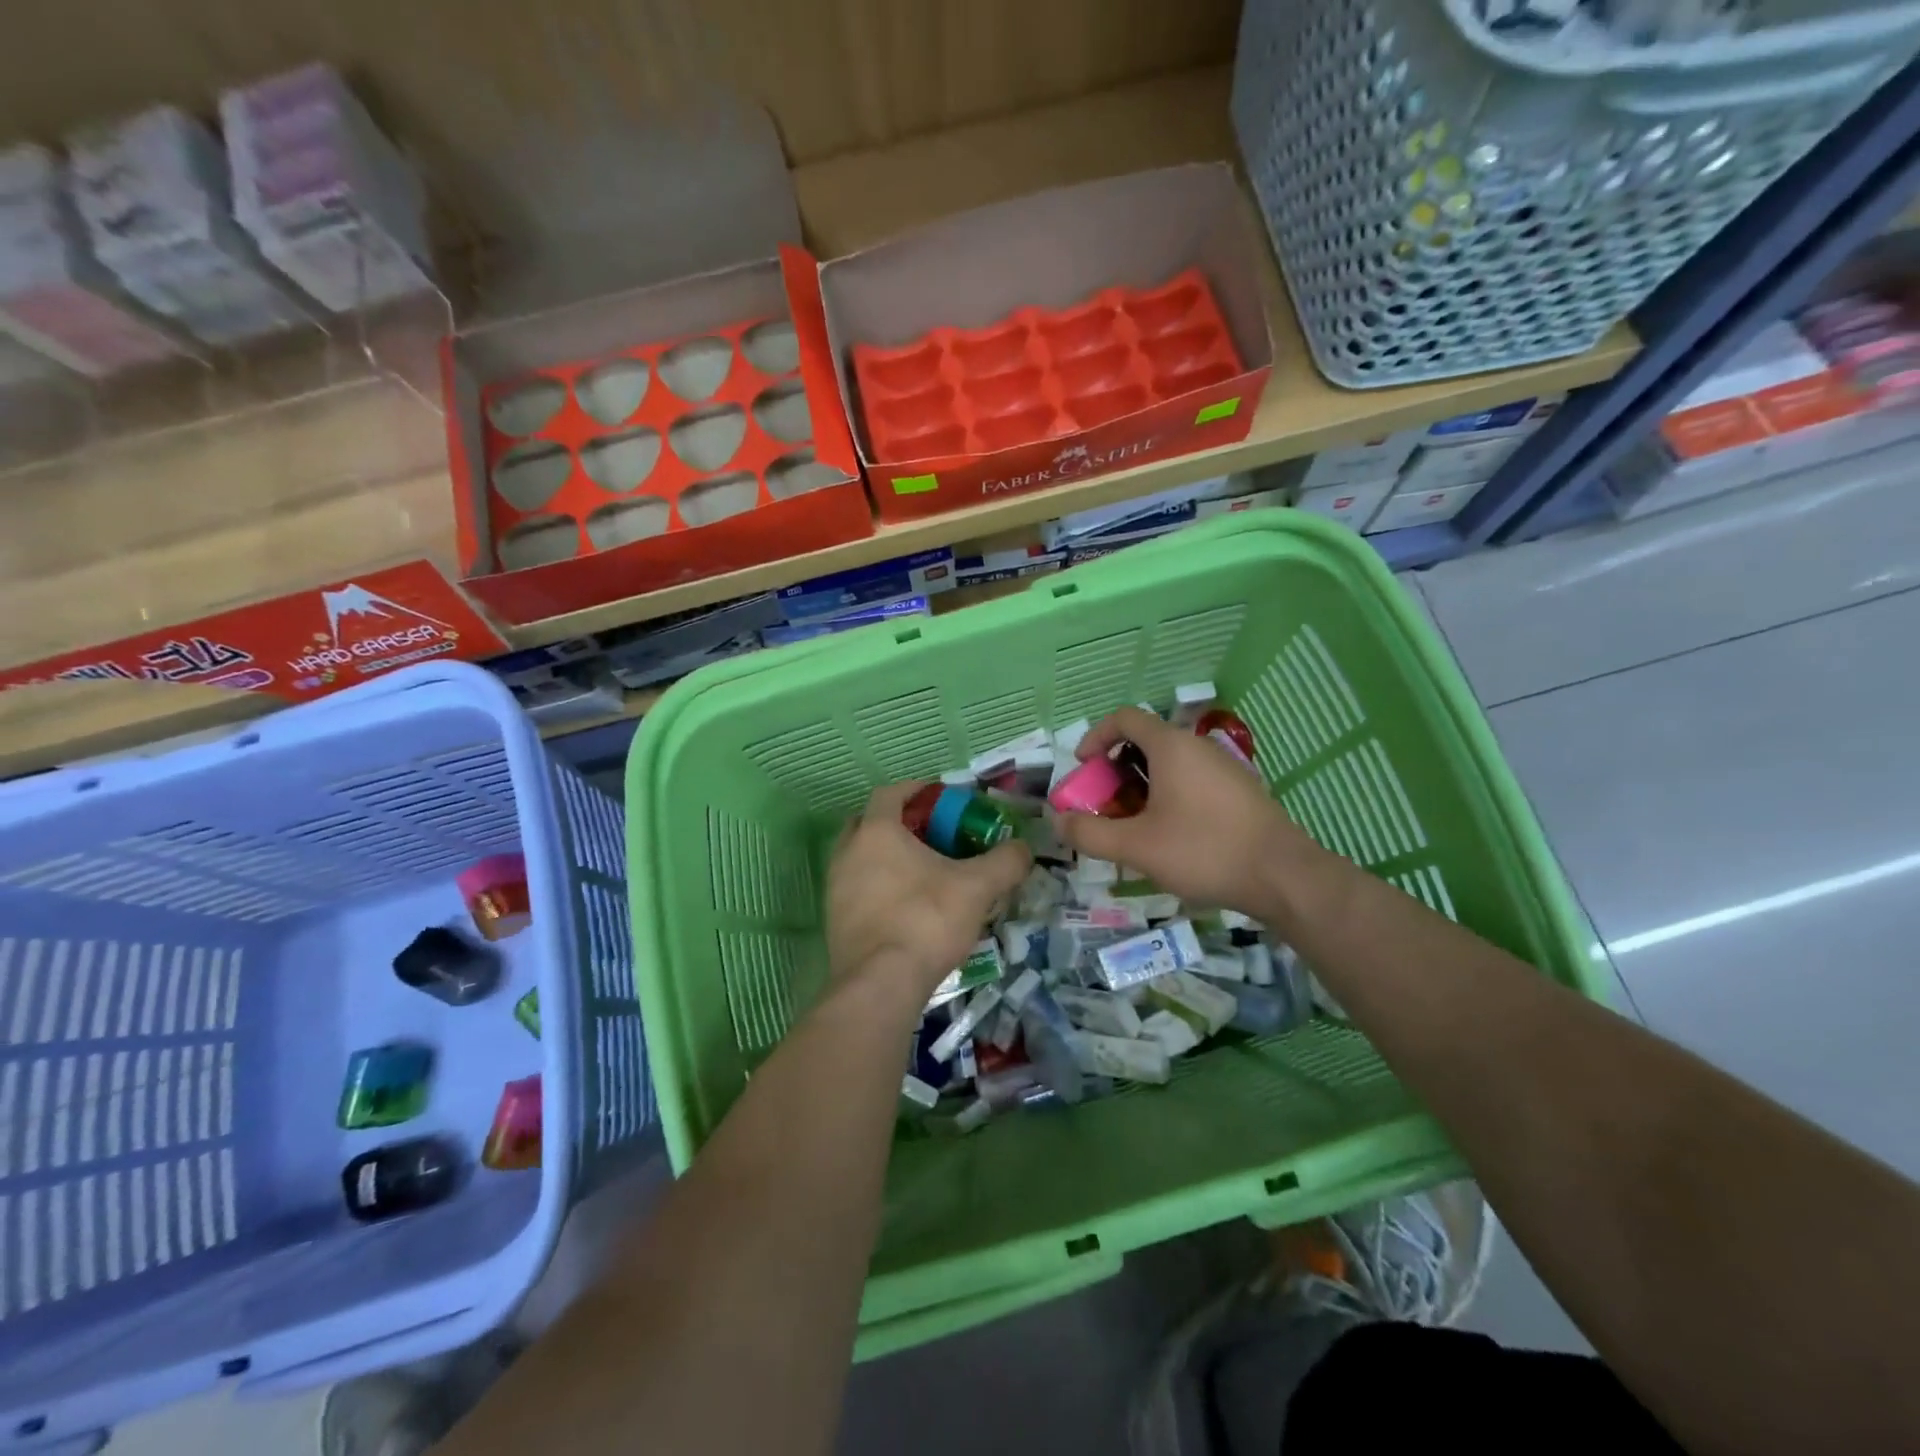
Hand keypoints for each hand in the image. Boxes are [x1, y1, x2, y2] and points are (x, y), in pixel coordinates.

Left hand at [826, 782, 1030, 1008]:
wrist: (880, 985)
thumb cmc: (926, 920)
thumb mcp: (977, 887)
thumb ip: (1005, 862)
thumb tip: (1024, 849)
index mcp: (877, 831)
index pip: (891, 793)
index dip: (917, 790)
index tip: (941, 798)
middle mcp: (848, 852)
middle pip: (870, 822)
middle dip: (899, 823)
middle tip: (932, 835)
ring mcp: (835, 887)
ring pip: (861, 857)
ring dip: (887, 857)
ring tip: (922, 873)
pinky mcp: (834, 920)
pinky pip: (857, 889)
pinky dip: (878, 887)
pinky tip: (906, 907)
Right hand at [1056, 706, 1319, 914]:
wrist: (1283, 876)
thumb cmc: (1204, 851)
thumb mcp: (1136, 846)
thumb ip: (1090, 832)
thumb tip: (1058, 821)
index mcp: (1171, 746)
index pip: (1124, 718)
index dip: (1095, 737)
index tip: (1083, 769)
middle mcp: (1197, 746)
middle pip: (1144, 743)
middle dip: (1114, 771)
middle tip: (1104, 806)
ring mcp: (1223, 767)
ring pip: (1169, 765)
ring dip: (1140, 787)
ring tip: (1133, 826)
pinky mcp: (1239, 790)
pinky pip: (1191, 780)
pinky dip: (1167, 795)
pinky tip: (1169, 836)